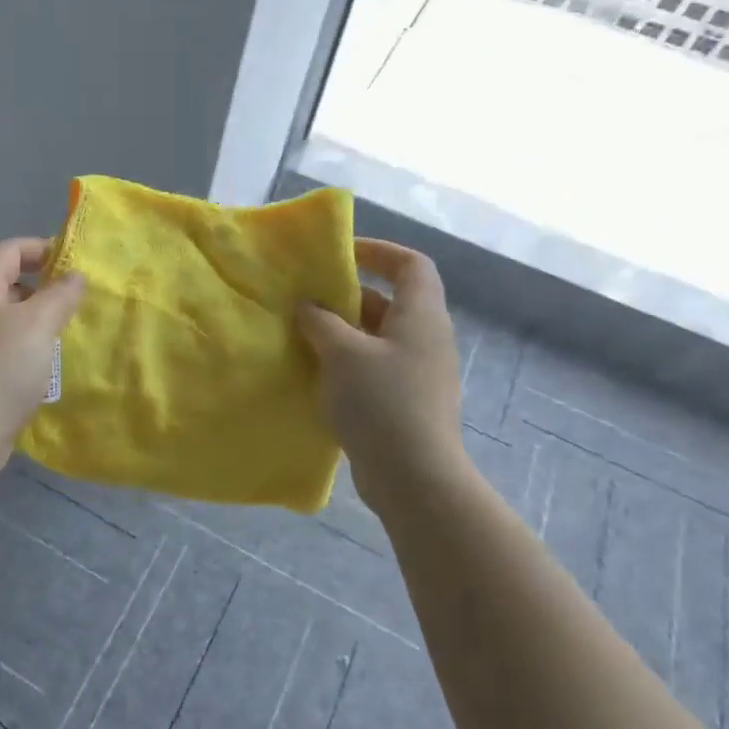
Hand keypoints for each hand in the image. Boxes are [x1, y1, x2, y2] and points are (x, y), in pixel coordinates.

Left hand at [0, 237, 85, 467]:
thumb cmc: (1, 367)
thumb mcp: (38, 323)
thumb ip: (61, 294)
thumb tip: (74, 276)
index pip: (9, 250)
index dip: (42, 249)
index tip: (75, 262)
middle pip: (9, 283)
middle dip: (45, 287)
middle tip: (79, 299)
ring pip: (12, 318)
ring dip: (41, 320)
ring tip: (72, 329)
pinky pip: (10, 347)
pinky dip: (32, 346)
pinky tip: (53, 361)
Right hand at [296, 239, 466, 506]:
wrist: (414, 478)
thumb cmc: (381, 403)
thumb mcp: (342, 353)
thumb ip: (320, 322)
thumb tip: (307, 306)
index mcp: (420, 316)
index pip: (411, 264)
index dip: (379, 251)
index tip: (341, 254)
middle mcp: (425, 338)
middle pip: (390, 300)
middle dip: (349, 296)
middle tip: (308, 298)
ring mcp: (418, 373)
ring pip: (378, 337)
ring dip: (343, 332)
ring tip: (303, 335)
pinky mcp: (407, 402)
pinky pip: (375, 367)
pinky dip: (347, 362)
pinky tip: (317, 375)